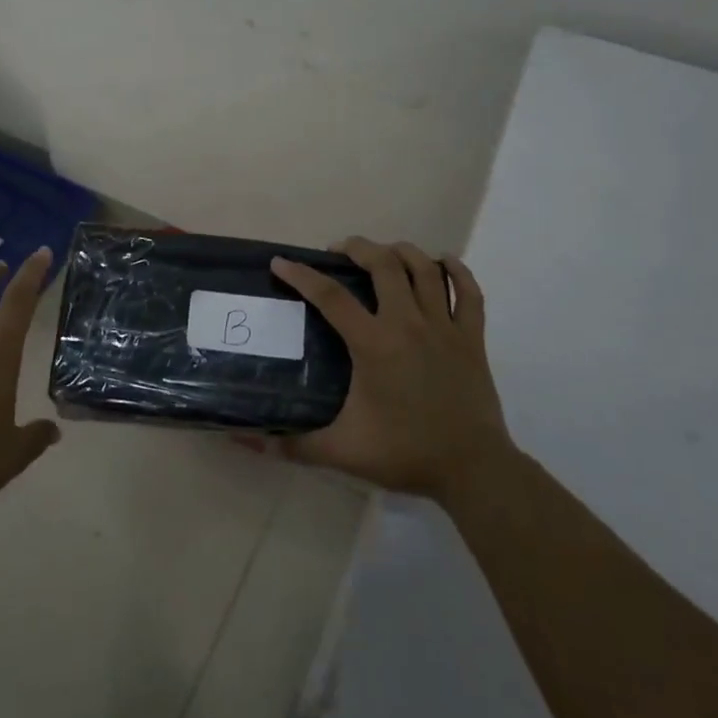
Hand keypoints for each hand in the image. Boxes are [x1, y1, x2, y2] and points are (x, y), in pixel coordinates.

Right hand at [270, 237, 507, 498]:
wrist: (473, 470)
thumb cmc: (405, 454)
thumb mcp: (341, 452)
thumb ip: (291, 445)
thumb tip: (243, 441)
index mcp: (373, 344)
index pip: (330, 296)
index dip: (301, 275)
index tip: (281, 262)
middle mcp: (408, 323)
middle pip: (383, 264)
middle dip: (357, 247)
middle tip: (339, 252)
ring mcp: (444, 327)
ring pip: (425, 269)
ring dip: (402, 252)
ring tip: (384, 253)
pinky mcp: (472, 338)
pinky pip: (469, 292)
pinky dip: (457, 271)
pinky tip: (443, 262)